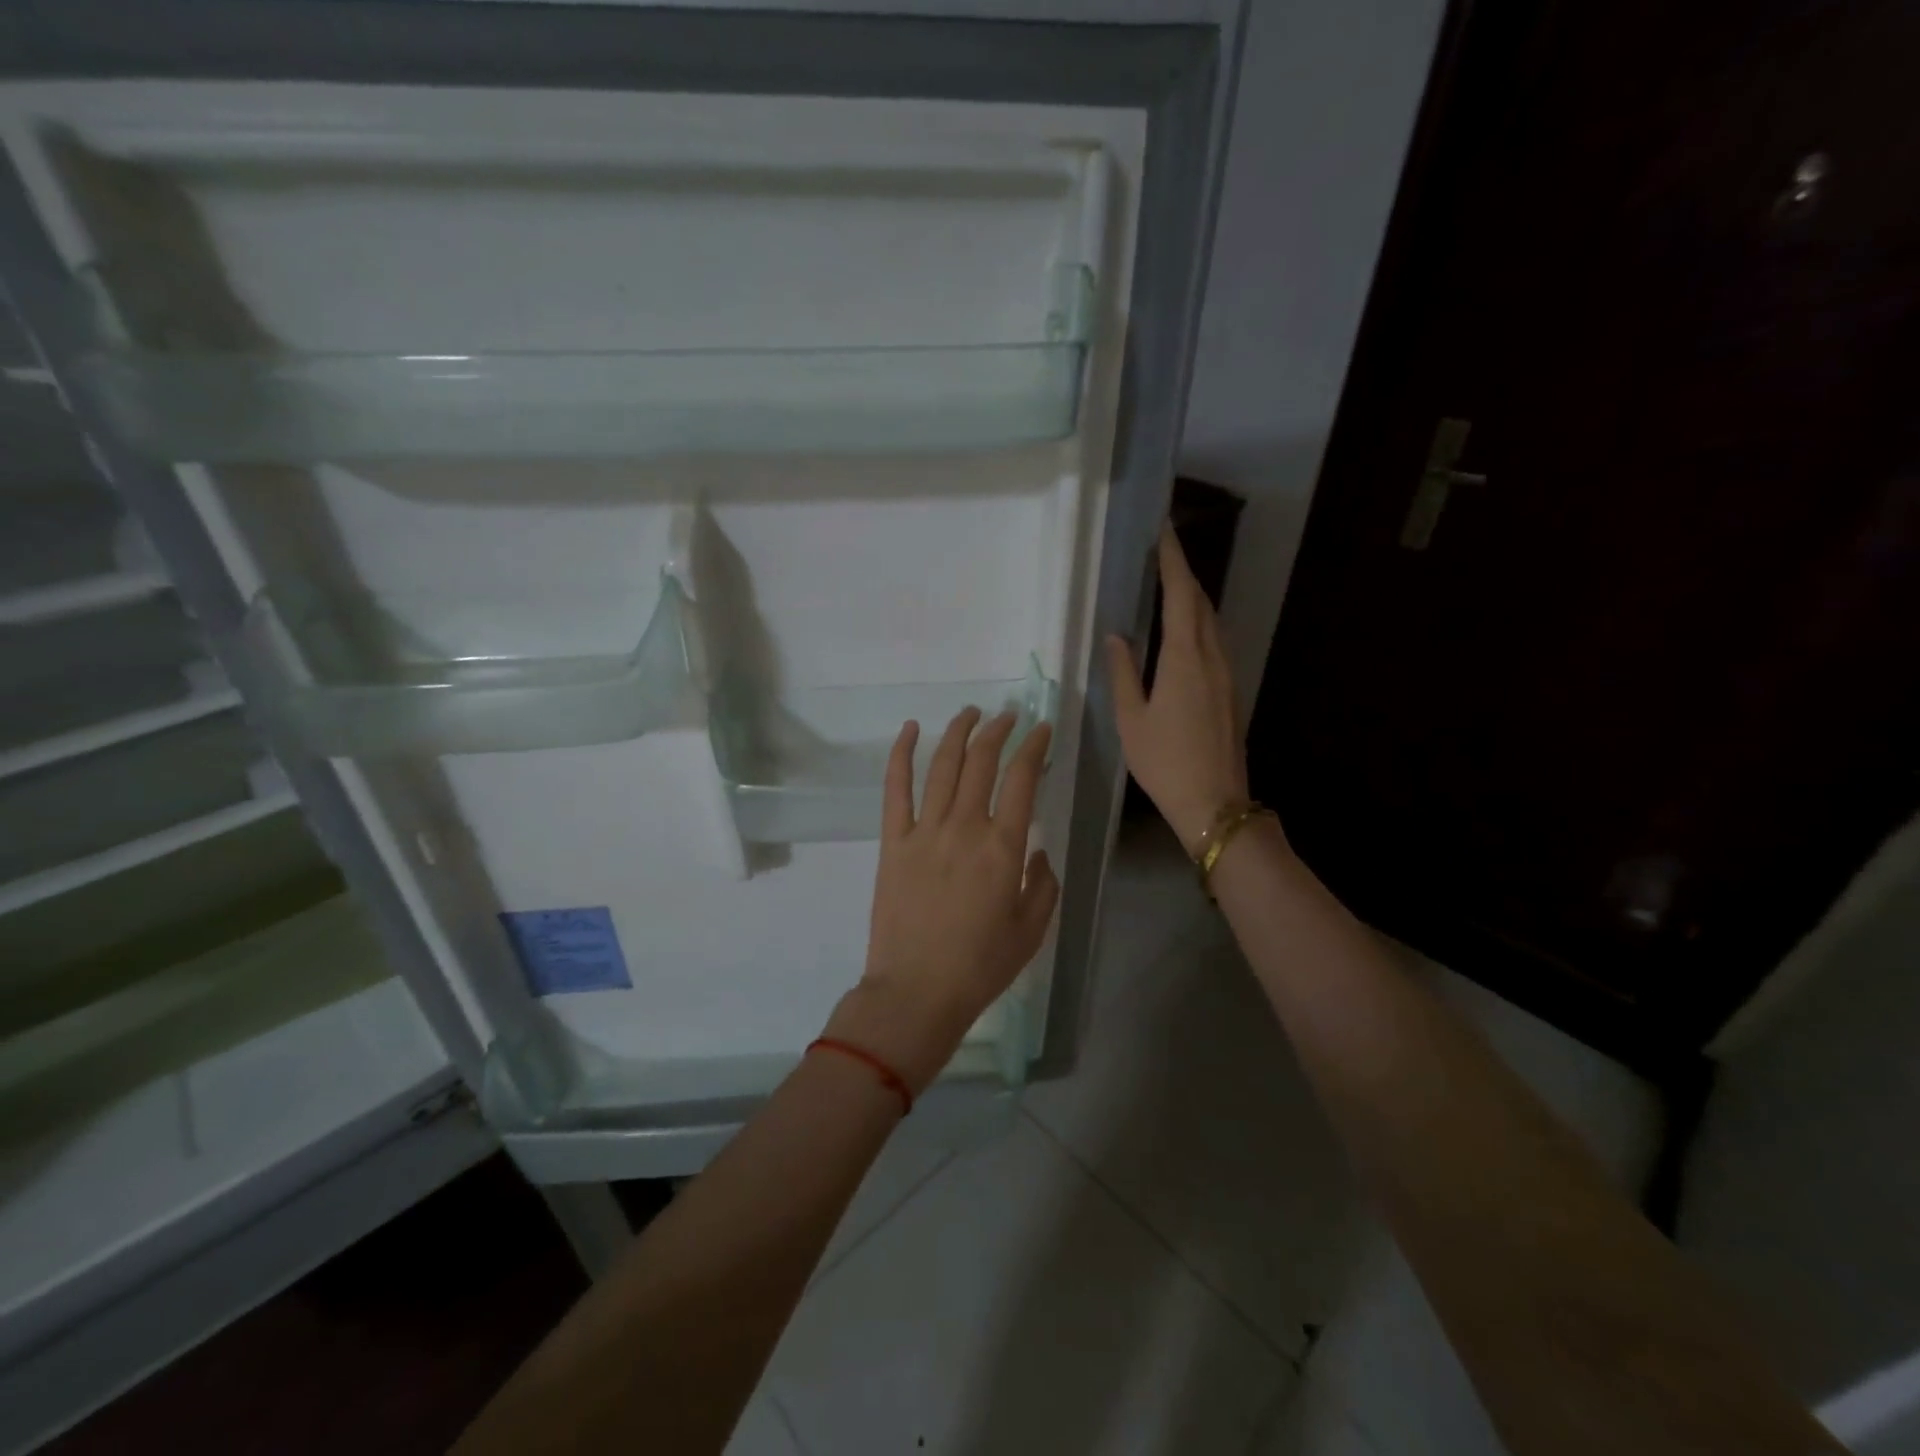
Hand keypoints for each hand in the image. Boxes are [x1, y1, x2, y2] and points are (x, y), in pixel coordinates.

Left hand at [826, 708, 1058, 1093]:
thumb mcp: (1031, 930)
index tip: (1041, 730)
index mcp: (1003, 847)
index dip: (1034, 747)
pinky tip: (910, 729)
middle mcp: (964, 827)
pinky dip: (901, 754)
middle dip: (998, 731)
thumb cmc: (980, 966)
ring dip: (958, 732)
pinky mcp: (893, 842)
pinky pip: (895, 788)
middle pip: (982, 762)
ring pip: (943, 765)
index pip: (1022, 779)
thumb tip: (1039, 852)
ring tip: (971, 713)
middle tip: (1008, 717)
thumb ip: (1043, 884)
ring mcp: (924, 831)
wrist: (917, 991)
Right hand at [1105, 527, 1251, 854]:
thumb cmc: (1164, 762)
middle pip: (1202, 603)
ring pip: (1213, 622)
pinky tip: (1186, 631)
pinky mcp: (1231, 690)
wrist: (1214, 801)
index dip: (1173, 562)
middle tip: (1163, 554)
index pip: (1181, 596)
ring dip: (1194, 598)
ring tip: (1171, 585)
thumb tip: (1116, 637)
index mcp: (1184, 659)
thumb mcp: (1131, 719)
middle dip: (1184, 574)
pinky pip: (1216, 642)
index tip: (1164, 533)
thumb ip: (1123, 673)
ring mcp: (1227, 674)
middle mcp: (1212, 658)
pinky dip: (1200, 623)